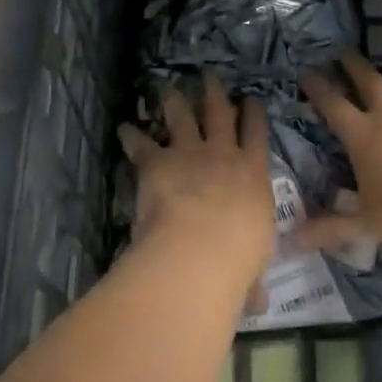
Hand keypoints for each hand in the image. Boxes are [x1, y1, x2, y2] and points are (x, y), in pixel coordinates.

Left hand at [118, 76, 275, 281]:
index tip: (251, 99)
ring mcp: (190, 154)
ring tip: (170, 87)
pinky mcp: (158, 162)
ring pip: (183, 117)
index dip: (254, 115)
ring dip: (176, 101)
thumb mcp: (253, 267)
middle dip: (215, 94)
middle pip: (221, 115)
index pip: (257, 136)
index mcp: (254, 175)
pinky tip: (124, 127)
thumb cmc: (238, 260)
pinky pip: (143, 144)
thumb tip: (257, 305)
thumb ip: (252, 280)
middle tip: (209, 76)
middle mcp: (224, 155)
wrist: (200, 249)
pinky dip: (132, 135)